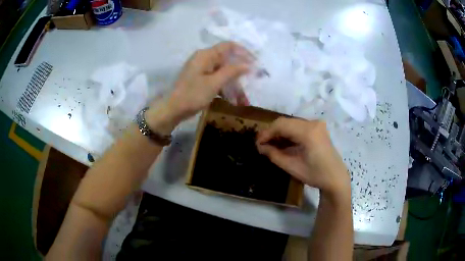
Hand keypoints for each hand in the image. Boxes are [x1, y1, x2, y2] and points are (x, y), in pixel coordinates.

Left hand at [145, 42, 251, 133]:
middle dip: (241, 72)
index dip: (244, 52)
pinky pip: (217, 80)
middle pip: (227, 60)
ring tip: (244, 99)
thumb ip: (232, 71)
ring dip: (234, 84)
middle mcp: (204, 59)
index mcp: (206, 55)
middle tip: (253, 81)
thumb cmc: (192, 95)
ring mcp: (202, 69)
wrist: (173, 110)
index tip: (256, 63)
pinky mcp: (201, 79)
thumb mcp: (214, 83)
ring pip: (224, 72)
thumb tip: (248, 64)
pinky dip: (225, 88)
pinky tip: (233, 100)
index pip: (229, 46)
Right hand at [256, 117, 350, 197]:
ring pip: (291, 122)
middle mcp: (313, 123)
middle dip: (272, 131)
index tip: (257, 143)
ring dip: (279, 132)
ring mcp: (316, 124)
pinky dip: (289, 133)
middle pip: (285, 121)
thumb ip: (274, 155)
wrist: (335, 177)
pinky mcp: (318, 128)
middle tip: (262, 144)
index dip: (266, 133)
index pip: (281, 125)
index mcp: (308, 132)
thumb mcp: (292, 167)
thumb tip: (259, 147)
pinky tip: (283, 142)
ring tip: (270, 144)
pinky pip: (298, 126)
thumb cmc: (315, 175)